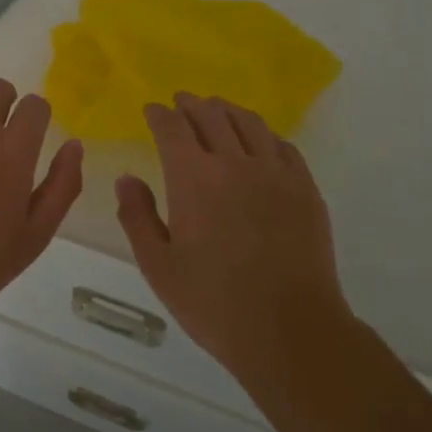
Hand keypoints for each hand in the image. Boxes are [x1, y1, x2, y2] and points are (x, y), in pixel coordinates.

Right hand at [116, 92, 352, 380]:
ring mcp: (275, 173)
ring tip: (217, 108)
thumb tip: (127, 178)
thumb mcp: (158, 266)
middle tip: (181, 101)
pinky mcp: (305, 189)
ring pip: (249, 123)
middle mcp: (234, 163)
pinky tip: (259, 141)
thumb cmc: (213, 302)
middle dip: (191, 104)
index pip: (173, 128)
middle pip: (211, 116)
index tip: (151, 109)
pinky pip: (283, 145)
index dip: (159, 114)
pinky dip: (263, 134)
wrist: (290, 330)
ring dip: (227, 110)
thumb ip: (137, 216)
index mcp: (193, 178)